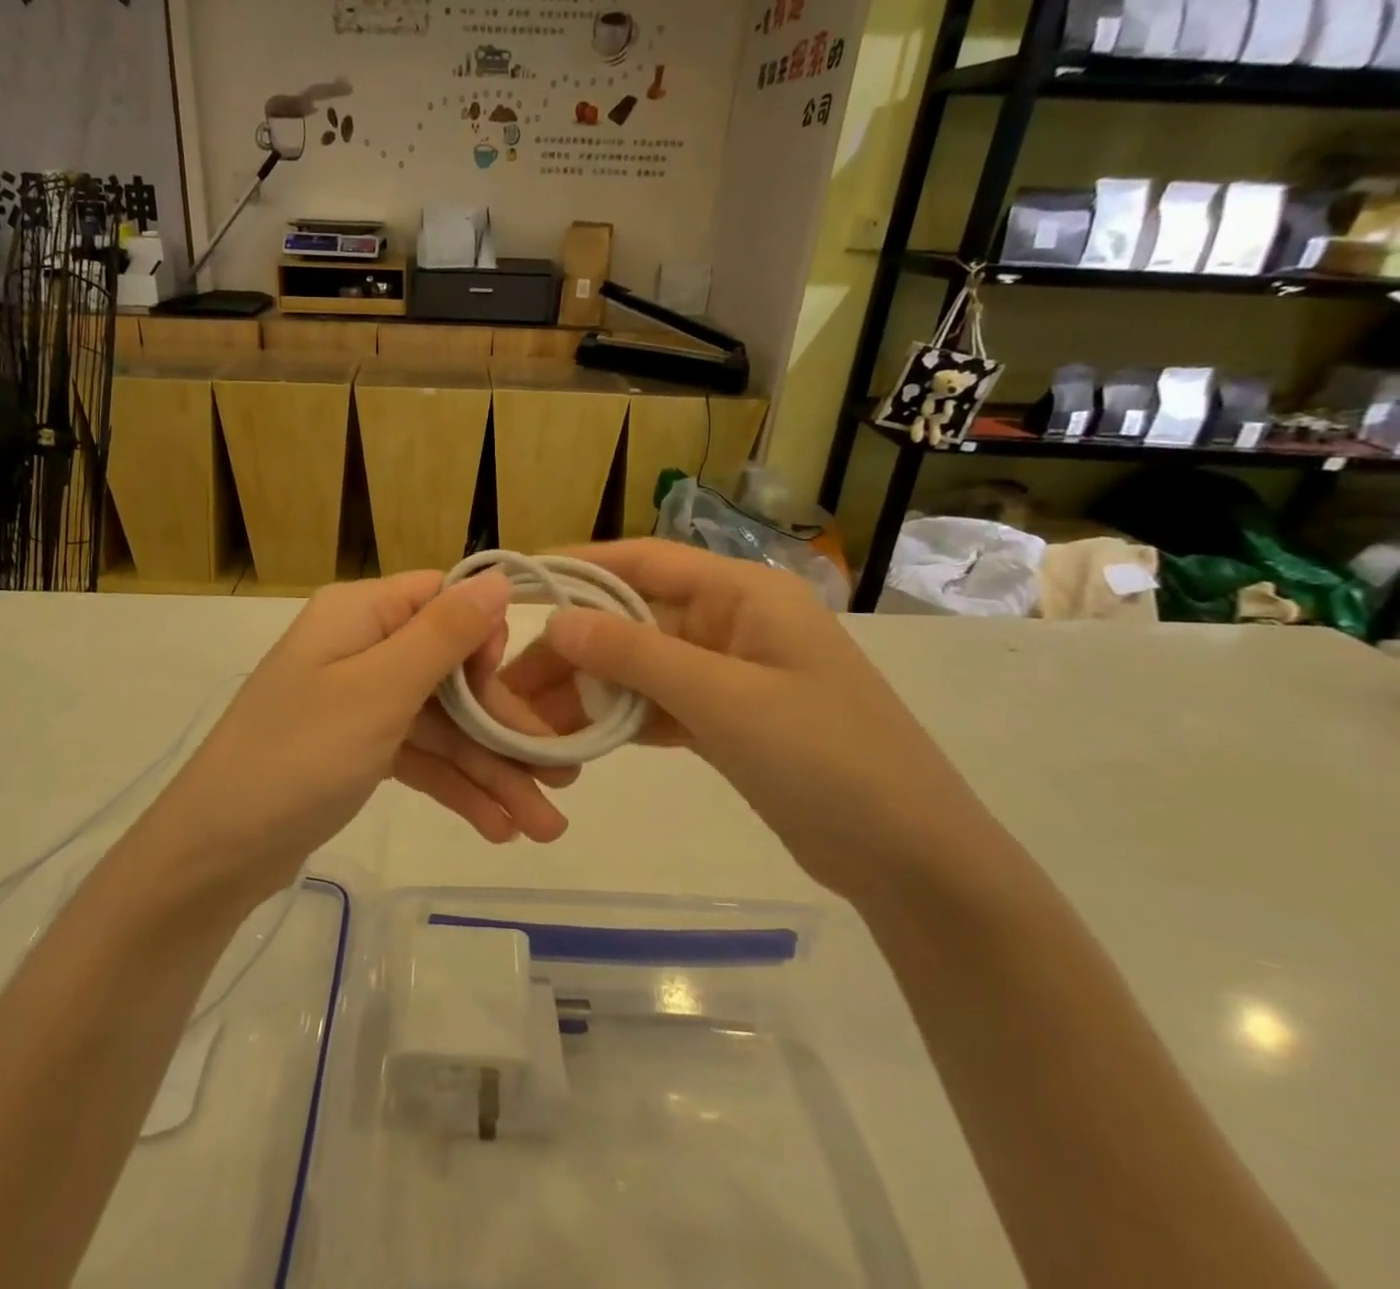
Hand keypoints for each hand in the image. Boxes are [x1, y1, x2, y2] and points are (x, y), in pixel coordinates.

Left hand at [142, 570, 573, 898]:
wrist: (214, 854)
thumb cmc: (298, 756)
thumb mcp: (378, 690)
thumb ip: (443, 634)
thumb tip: (498, 576)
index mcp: (361, 614)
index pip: (444, 601)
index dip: (487, 641)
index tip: (516, 692)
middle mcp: (363, 648)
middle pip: (452, 673)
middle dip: (504, 729)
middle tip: (562, 781)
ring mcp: (360, 702)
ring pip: (442, 724)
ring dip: (490, 772)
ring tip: (543, 828)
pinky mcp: (358, 749)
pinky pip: (420, 756)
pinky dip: (455, 787)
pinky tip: (498, 828)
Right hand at [495, 540, 996, 899]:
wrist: (911, 860)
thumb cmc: (826, 759)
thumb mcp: (724, 699)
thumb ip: (636, 655)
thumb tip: (556, 620)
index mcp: (744, 594)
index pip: (645, 561)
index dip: (579, 566)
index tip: (520, 585)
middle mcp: (734, 622)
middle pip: (634, 618)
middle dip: (573, 646)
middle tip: (510, 684)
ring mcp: (731, 673)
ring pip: (640, 666)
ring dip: (589, 689)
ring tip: (529, 720)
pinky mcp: (728, 720)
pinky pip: (658, 705)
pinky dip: (619, 718)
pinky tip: (577, 739)